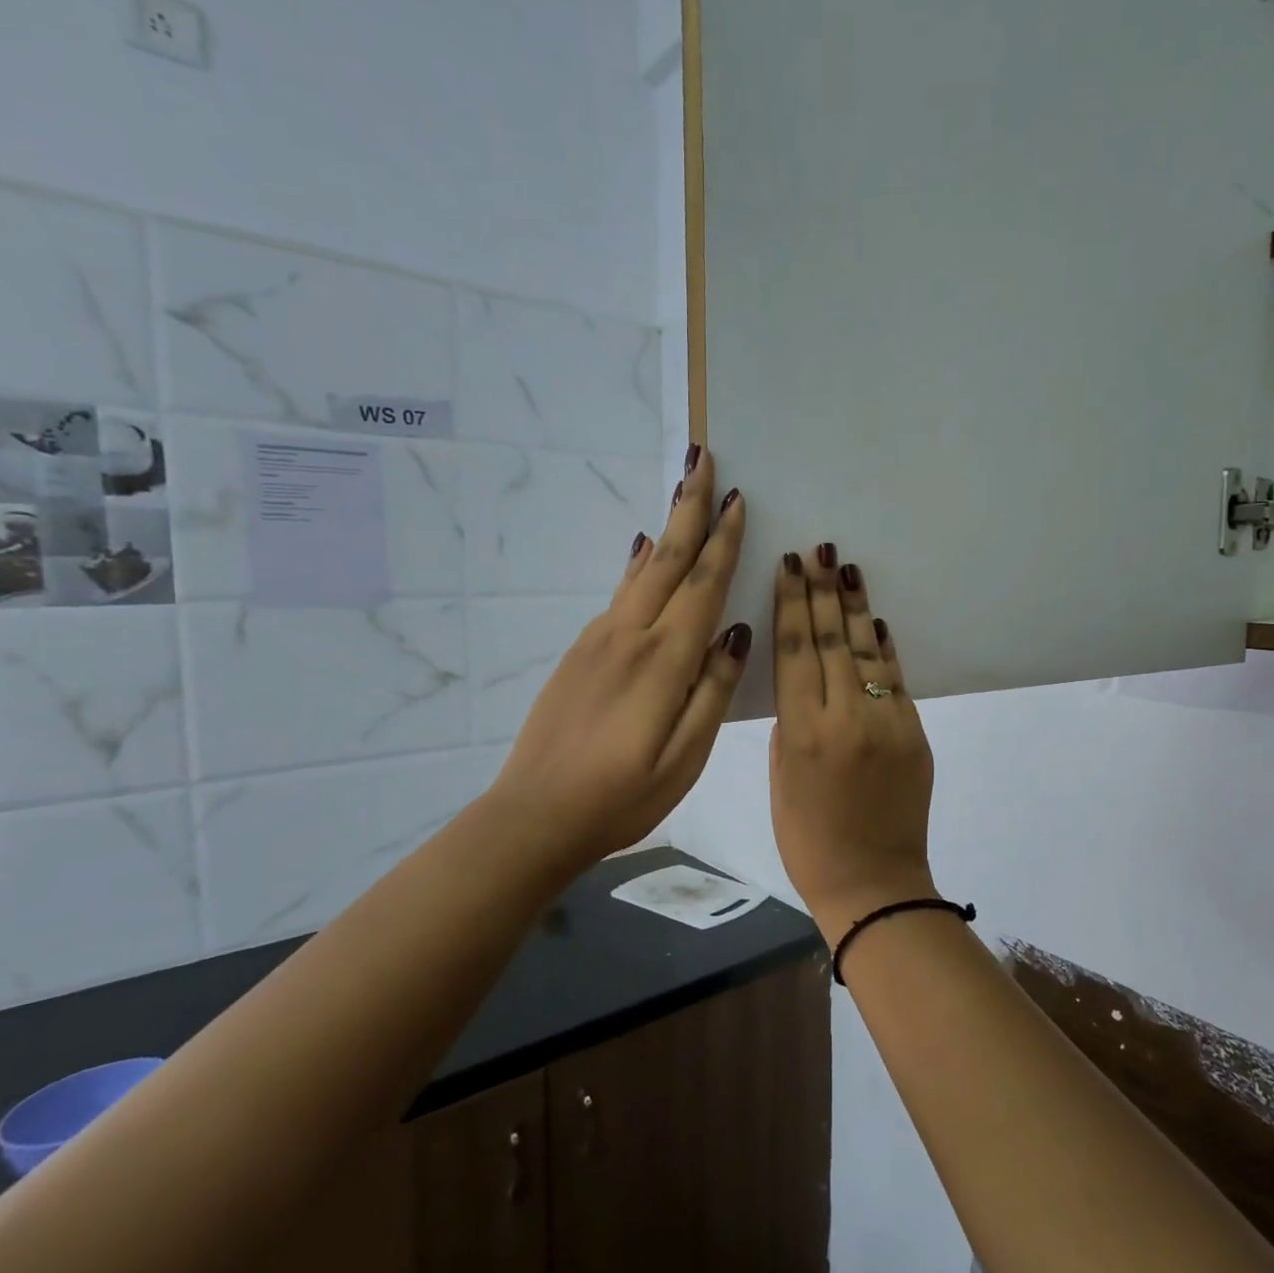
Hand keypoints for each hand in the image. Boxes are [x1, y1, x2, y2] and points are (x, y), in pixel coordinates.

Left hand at [490, 446, 749, 875]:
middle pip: (667, 559)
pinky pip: (619, 594)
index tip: (739, 498)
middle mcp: (630, 637)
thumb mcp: (684, 758)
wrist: (534, 815)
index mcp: (663, 662)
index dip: (723, 541)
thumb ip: (711, 692)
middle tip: (702, 457)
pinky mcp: (580, 652)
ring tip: (682, 490)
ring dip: (666, 527)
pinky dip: (638, 564)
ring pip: (641, 571)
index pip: (702, 586)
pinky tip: (643, 550)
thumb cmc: (620, 797)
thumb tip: (736, 634)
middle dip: (689, 507)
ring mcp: (599, 641)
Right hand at [769, 544, 935, 933]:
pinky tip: (875, 619)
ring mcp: (887, 722)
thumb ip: (790, 726)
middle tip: (819, 549)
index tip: (789, 567)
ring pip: (867, 651)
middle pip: (831, 640)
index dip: (791, 604)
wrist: (875, 883)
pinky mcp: (915, 733)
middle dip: (823, 591)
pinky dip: (883, 648)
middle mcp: (845, 717)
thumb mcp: (779, 781)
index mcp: (801, 732)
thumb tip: (805, 685)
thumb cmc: (808, 841)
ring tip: (847, 567)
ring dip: (856, 606)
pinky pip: (894, 680)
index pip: (795, 651)